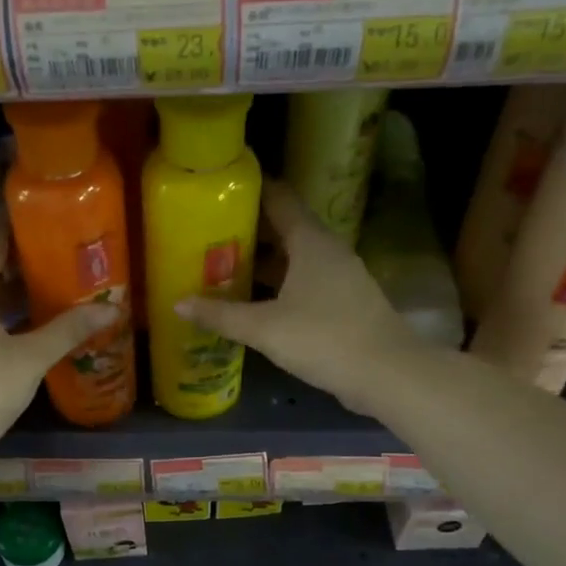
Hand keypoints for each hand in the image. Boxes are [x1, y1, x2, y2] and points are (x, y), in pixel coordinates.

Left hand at [0, 218, 118, 455]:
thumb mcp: (31, 357)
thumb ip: (69, 330)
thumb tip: (111, 308)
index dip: (9, 226)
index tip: (36, 212)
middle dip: (16, 258)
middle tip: (54, 248)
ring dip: (12, 289)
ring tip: (49, 282)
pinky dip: (5, 315)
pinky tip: (31, 325)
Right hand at [177, 181, 418, 414]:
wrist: (387, 374)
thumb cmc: (324, 338)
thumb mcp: (264, 328)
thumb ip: (221, 314)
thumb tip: (178, 304)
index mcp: (310, 242)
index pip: (279, 199)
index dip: (251, 190)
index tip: (219, 190)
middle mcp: (328, 251)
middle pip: (285, 228)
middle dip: (249, 230)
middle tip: (209, 234)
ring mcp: (340, 277)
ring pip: (295, 258)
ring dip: (264, 262)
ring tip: (224, 267)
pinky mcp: (345, 303)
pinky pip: (305, 282)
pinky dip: (280, 285)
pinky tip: (256, 302)